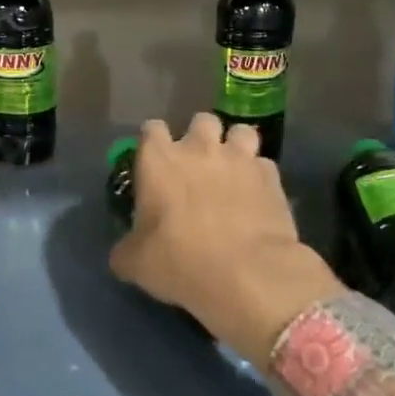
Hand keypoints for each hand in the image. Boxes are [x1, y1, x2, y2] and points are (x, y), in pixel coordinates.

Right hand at [109, 114, 341, 365]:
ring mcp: (239, 158)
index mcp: (158, 160)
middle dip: (200, 137)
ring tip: (233, 170)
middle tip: (197, 165)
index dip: (153, 142)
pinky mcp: (271, 177)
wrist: (247, 275)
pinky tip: (257, 196)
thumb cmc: (180, 261)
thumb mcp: (135, 263)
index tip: (154, 162)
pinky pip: (264, 165)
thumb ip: (126, 249)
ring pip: (240, 132)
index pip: (151, 128)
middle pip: (201, 120)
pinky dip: (259, 176)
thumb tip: (123, 254)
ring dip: (235, 147)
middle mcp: (199, 148)